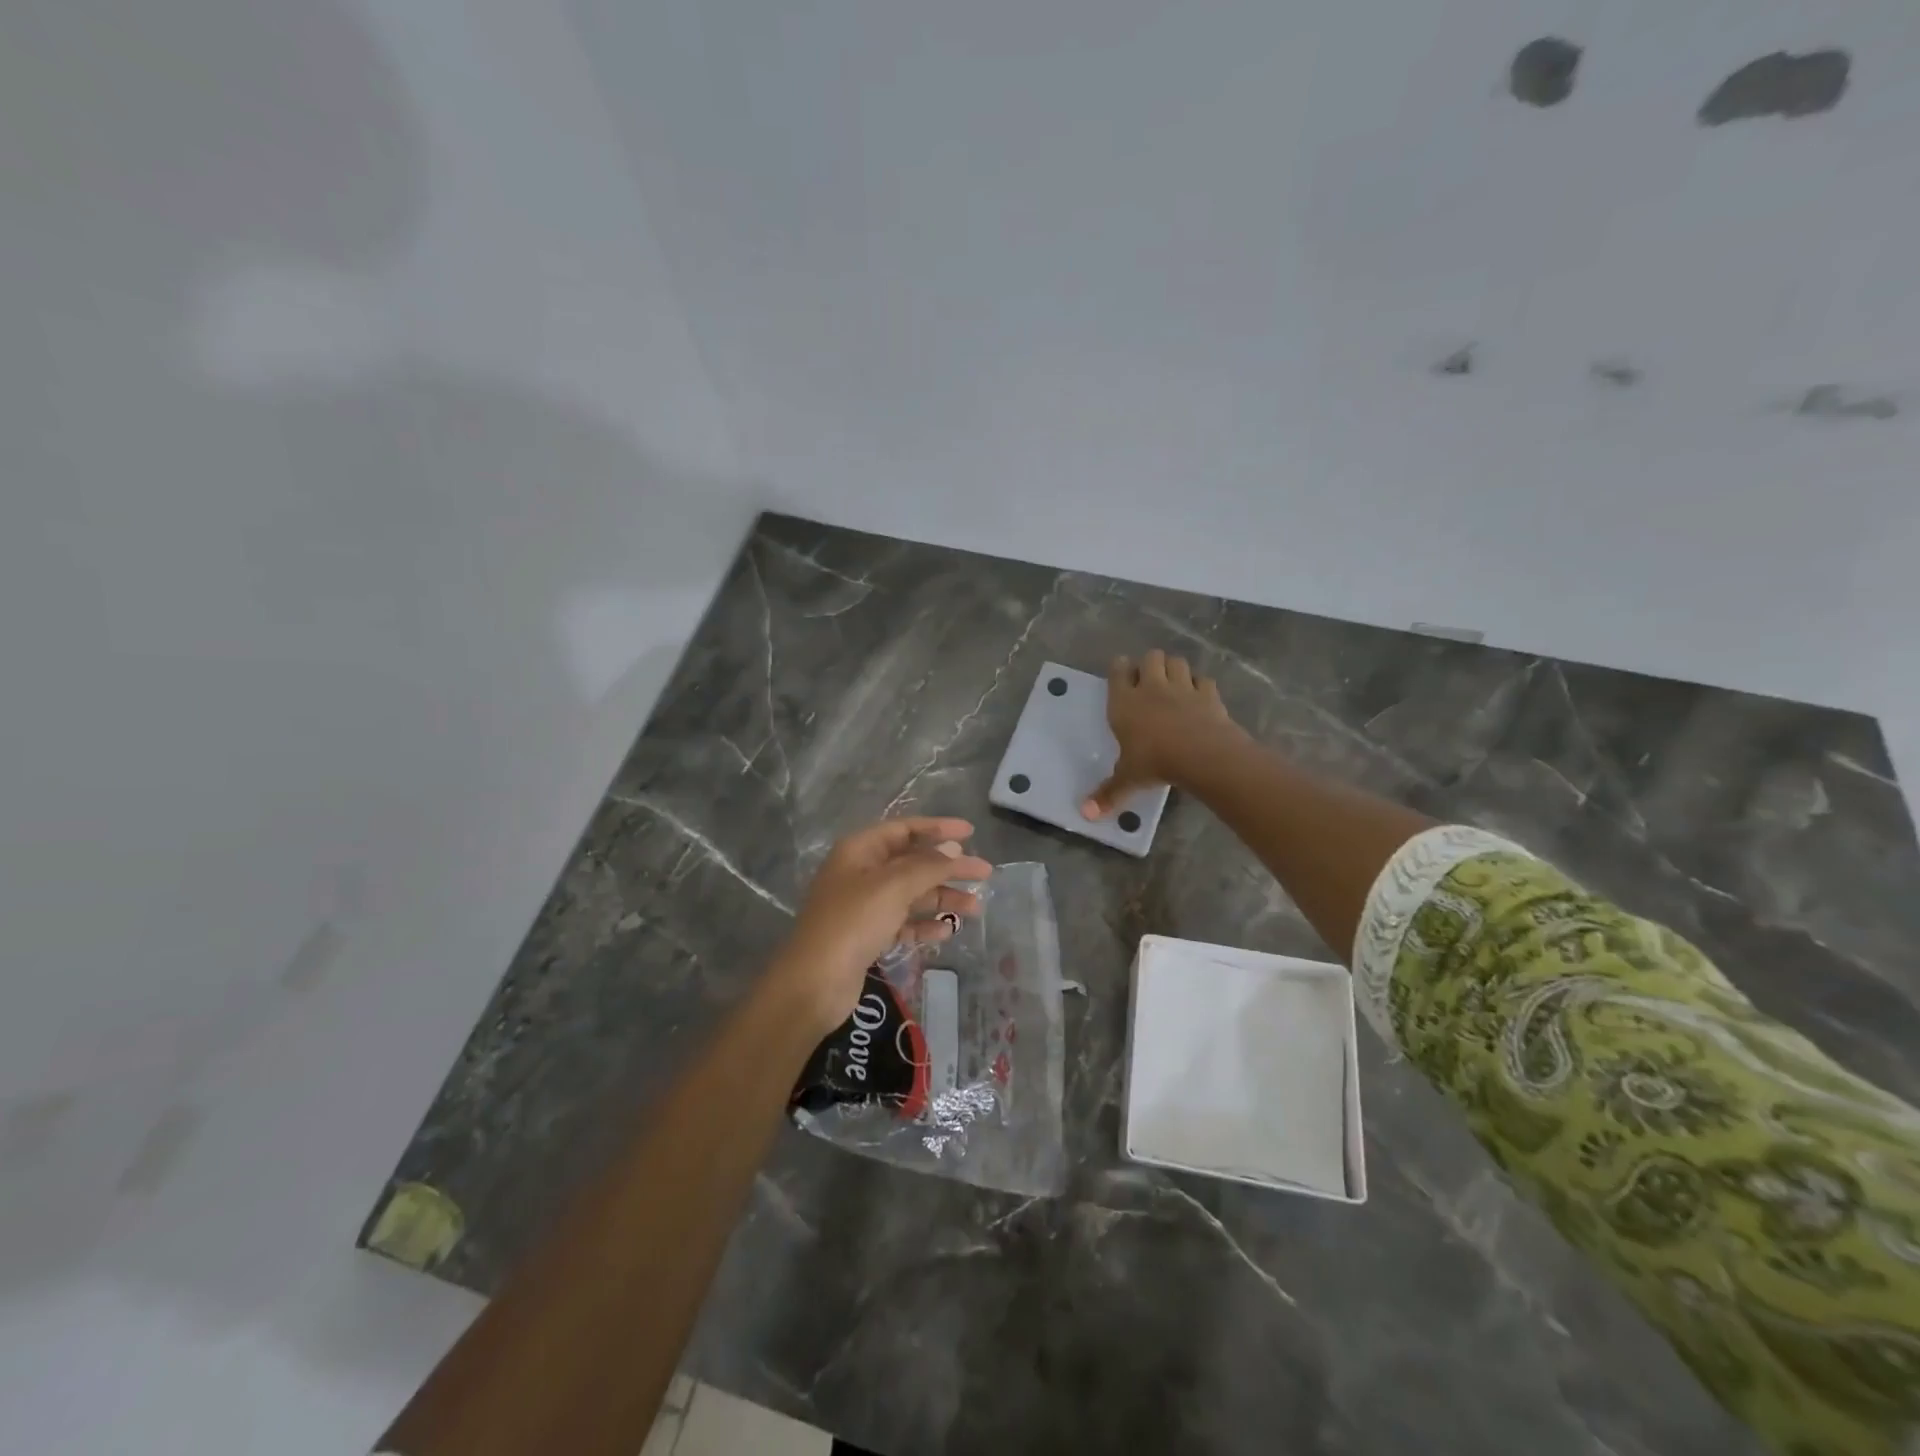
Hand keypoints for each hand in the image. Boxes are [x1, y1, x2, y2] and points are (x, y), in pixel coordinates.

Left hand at [769, 817, 992, 1036]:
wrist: (814, 983)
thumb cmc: (852, 922)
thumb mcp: (893, 886)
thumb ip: (928, 865)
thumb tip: (954, 848)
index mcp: (860, 850)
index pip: (904, 829)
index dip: (938, 828)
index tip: (971, 833)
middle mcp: (861, 872)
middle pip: (912, 862)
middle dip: (947, 868)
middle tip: (983, 874)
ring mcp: (863, 906)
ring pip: (911, 894)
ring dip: (942, 898)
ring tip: (975, 909)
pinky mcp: (867, 936)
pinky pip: (903, 922)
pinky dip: (924, 924)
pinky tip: (946, 931)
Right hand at [1083, 649, 1241, 818]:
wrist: (1202, 755)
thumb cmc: (1155, 762)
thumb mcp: (1128, 779)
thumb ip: (1108, 793)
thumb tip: (1084, 814)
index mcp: (1125, 702)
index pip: (1118, 671)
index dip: (1119, 668)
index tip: (1120, 672)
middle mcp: (1152, 687)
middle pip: (1150, 657)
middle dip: (1149, 664)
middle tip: (1149, 680)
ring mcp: (1183, 687)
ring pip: (1176, 661)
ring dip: (1173, 668)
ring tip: (1172, 682)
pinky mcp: (1209, 694)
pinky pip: (1203, 679)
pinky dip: (1200, 684)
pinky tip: (1198, 695)